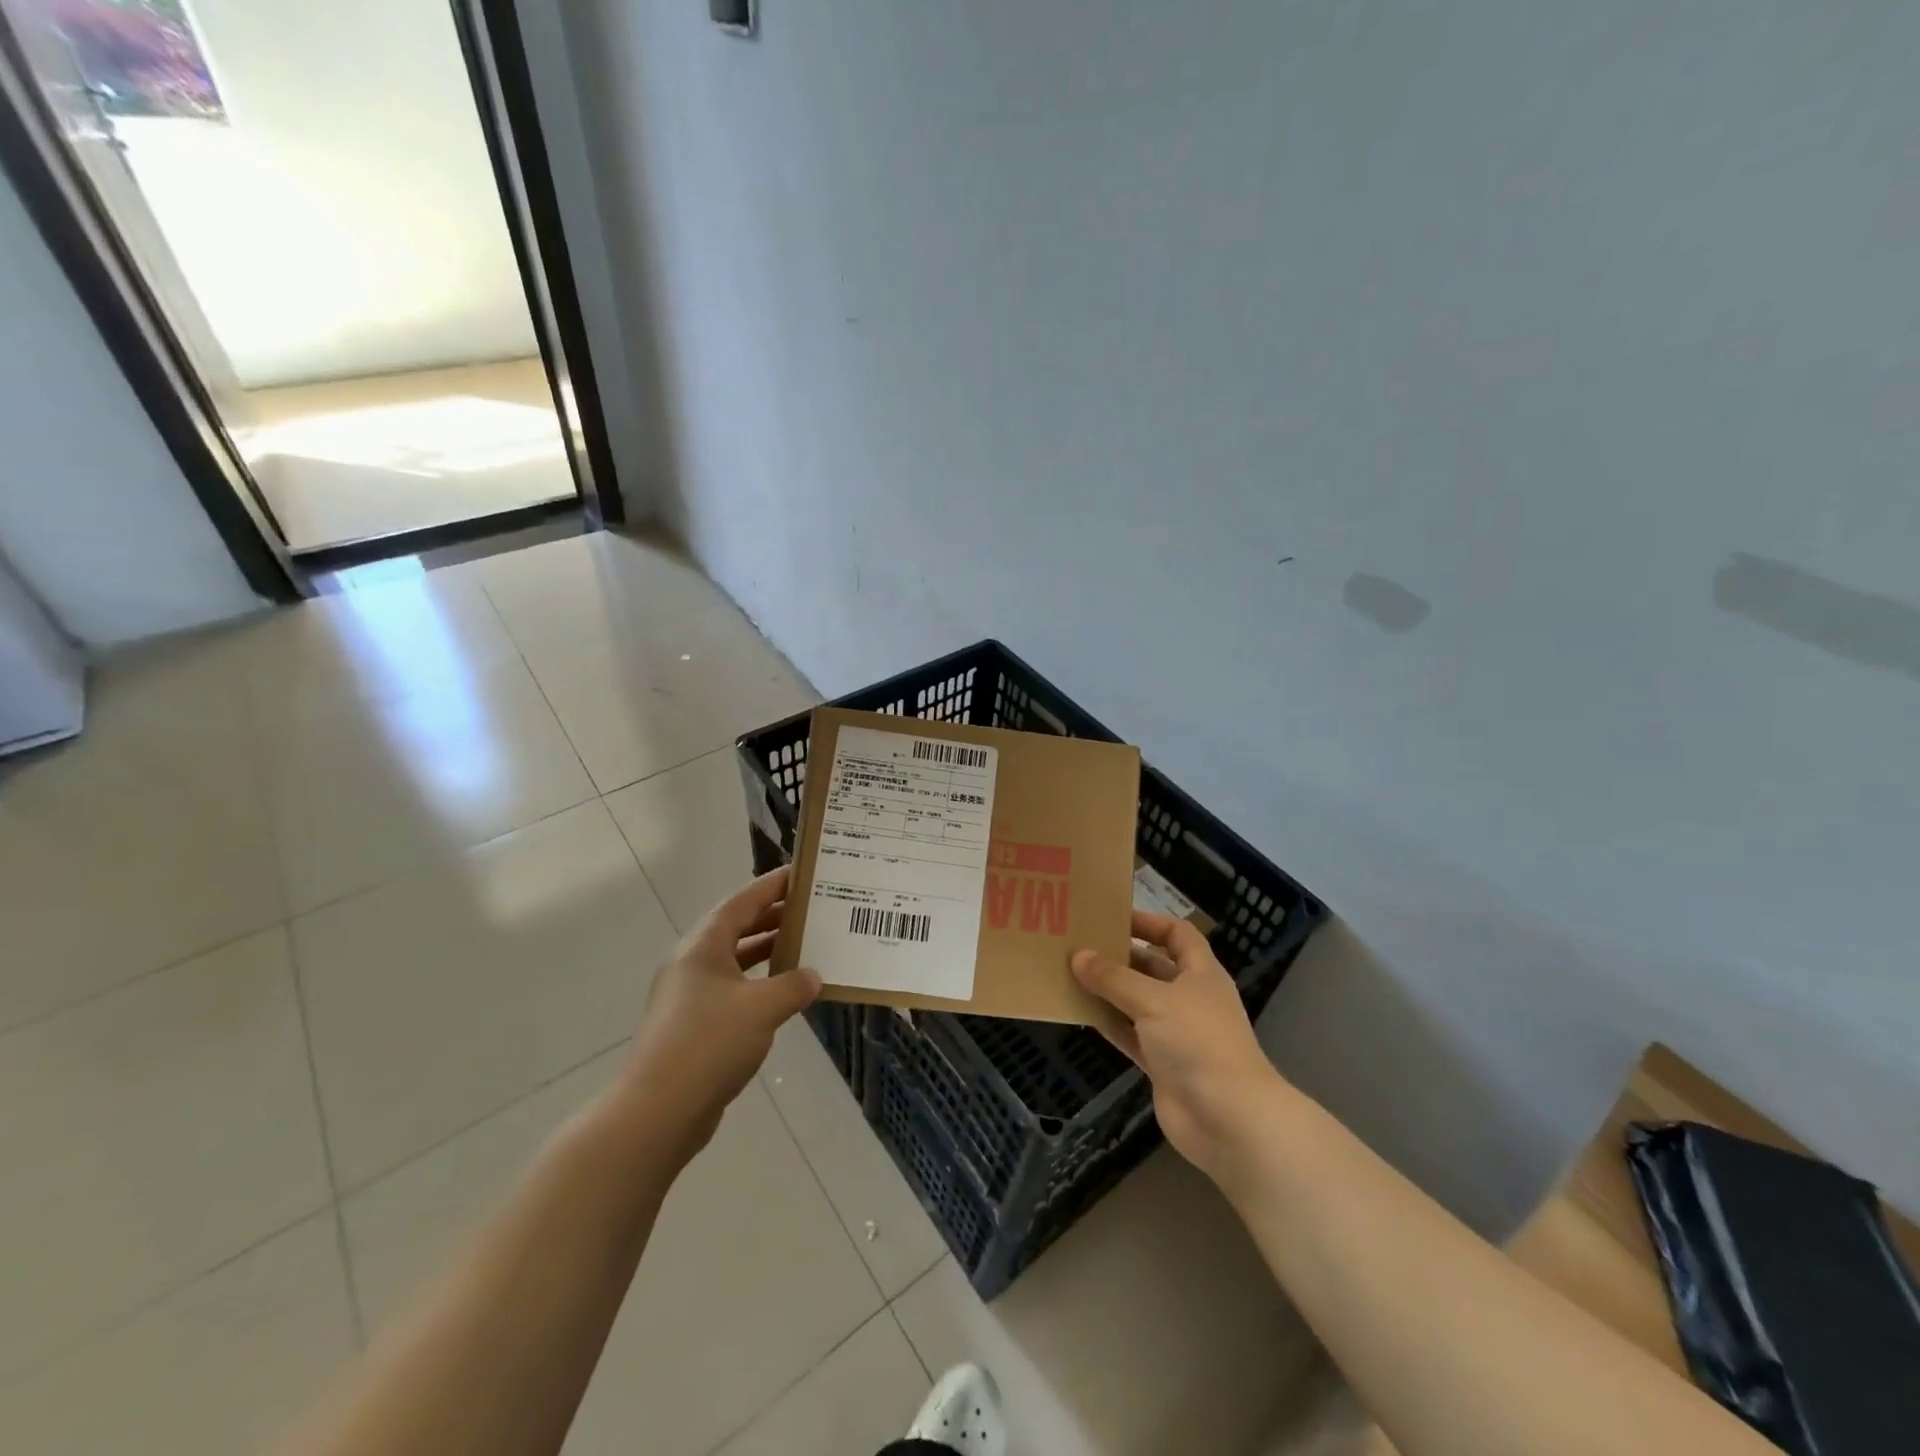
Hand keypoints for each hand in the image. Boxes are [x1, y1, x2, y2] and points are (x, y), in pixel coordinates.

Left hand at [619, 867, 821, 1162]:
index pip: (743, 901)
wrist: (657, 1111)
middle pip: (737, 927)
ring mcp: (688, 995)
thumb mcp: (762, 1008)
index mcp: (704, 945)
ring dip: (766, 951)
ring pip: (734, 960)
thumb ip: (793, 985)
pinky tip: (782, 994)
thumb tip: (813, 976)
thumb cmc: (710, 1043)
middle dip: (773, 917)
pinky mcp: (691, 1024)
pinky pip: (731, 989)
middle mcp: (693, 962)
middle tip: (811, 910)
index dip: (773, 885)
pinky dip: (758, 983)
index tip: (801, 874)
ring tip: (804, 946)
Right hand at [1071, 911, 1289, 1180]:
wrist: (1227, 1119)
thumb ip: (1113, 978)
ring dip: (1108, 990)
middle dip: (1119, 956)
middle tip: (1079, 944)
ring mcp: (1175, 1032)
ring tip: (1070, 973)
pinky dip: (1108, 1023)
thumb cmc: (1198, 1042)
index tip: (1112, 917)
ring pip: (1136, 1002)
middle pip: (1152, 967)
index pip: (1177, 935)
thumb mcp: (1153, 1000)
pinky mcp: (1161, 1063)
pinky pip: (1129, 1034)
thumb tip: (1078, 955)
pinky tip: (1079, 1011)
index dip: (1148, 922)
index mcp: (1200, 973)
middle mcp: (1189, 998)